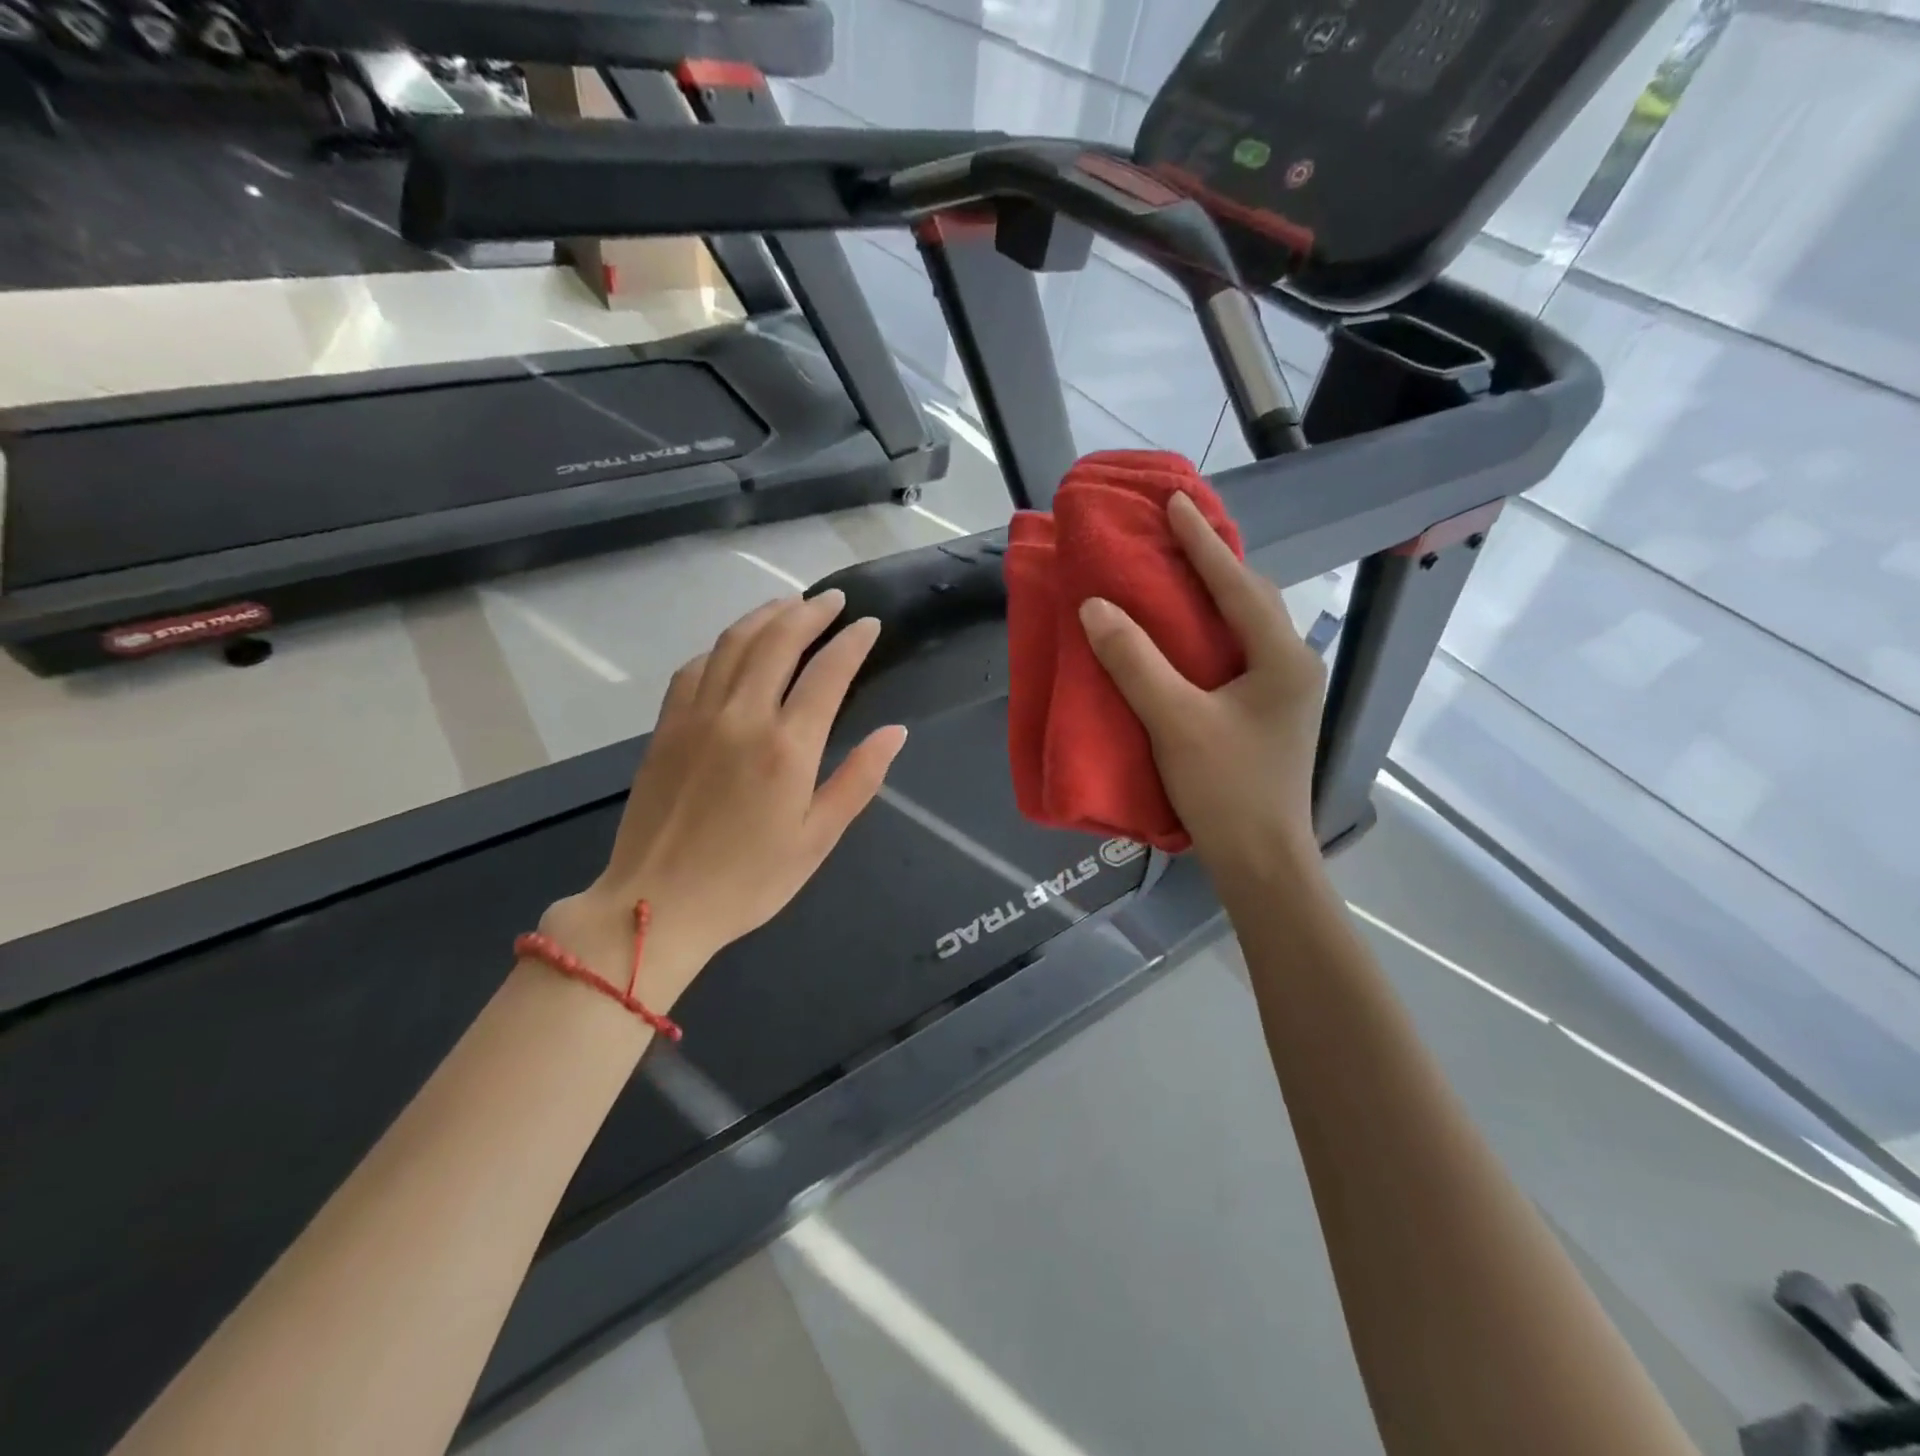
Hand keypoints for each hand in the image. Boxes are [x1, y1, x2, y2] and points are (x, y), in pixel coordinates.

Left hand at [541, 592, 906, 1005]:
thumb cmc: (748, 881)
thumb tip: (895, 732)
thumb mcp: (817, 839)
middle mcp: (741, 717)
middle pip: (778, 641)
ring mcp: (696, 717)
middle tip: (834, 600)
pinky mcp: (666, 727)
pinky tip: (734, 645)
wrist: (655, 906)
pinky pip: (695, 667)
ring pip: (733, 644)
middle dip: (810, 612)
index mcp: (787, 747)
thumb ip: (858, 780)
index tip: (869, 624)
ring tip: (789, 604)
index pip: (827, 672)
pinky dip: (721, 646)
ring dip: (765, 616)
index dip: (852, 642)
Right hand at [1079, 491, 1326, 891]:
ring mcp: (1284, 692)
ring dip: (1212, 596)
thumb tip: (1095, 607)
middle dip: (1213, 562)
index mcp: (1281, 658)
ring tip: (1175, 573)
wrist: (1262, 862)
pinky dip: (1209, 633)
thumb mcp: (1175, 721)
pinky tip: (1183, 635)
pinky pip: (1237, 653)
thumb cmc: (1226, 790)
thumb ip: (1135, 662)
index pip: (1237, 584)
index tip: (1175, 501)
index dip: (1202, 542)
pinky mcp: (1267, 714)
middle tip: (1173, 533)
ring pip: (1245, 627)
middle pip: (1251, 598)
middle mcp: (1291, 665)